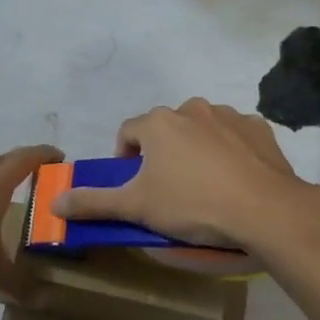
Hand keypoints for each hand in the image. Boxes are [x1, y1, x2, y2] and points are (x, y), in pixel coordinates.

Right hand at [52, 98, 310, 250]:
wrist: (265, 210)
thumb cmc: (192, 205)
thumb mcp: (136, 207)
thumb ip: (93, 202)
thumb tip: (54, 202)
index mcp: (157, 123)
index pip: (127, 133)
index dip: (125, 159)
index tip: (134, 187)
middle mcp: (191, 109)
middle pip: (164, 130)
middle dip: (162, 154)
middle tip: (168, 189)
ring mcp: (229, 115)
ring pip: (200, 130)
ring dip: (195, 150)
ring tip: (204, 186)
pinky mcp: (259, 128)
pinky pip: (235, 136)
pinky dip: (230, 152)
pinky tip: (235, 179)